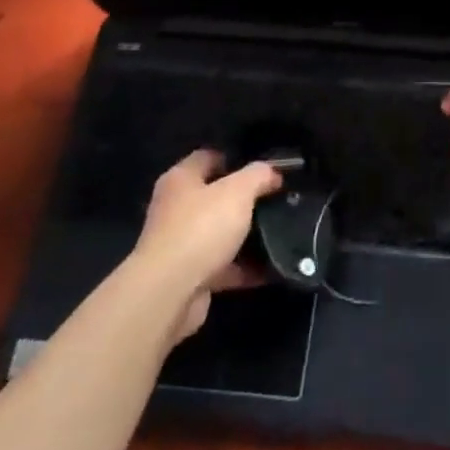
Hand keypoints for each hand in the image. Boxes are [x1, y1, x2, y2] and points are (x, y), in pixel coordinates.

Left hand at [134, 149, 279, 340]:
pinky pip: (222, 266)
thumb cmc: (202, 228)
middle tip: (276, 198)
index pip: (209, 157)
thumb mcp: (239, 191)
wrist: (170, 293)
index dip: (236, 158)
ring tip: (278, 231)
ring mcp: (179, 244)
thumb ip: (258, 175)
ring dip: (245, 235)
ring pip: (219, 233)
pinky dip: (243, 267)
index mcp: (180, 180)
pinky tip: (270, 267)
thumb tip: (272, 172)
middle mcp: (175, 209)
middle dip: (244, 199)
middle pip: (214, 196)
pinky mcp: (188, 276)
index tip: (265, 167)